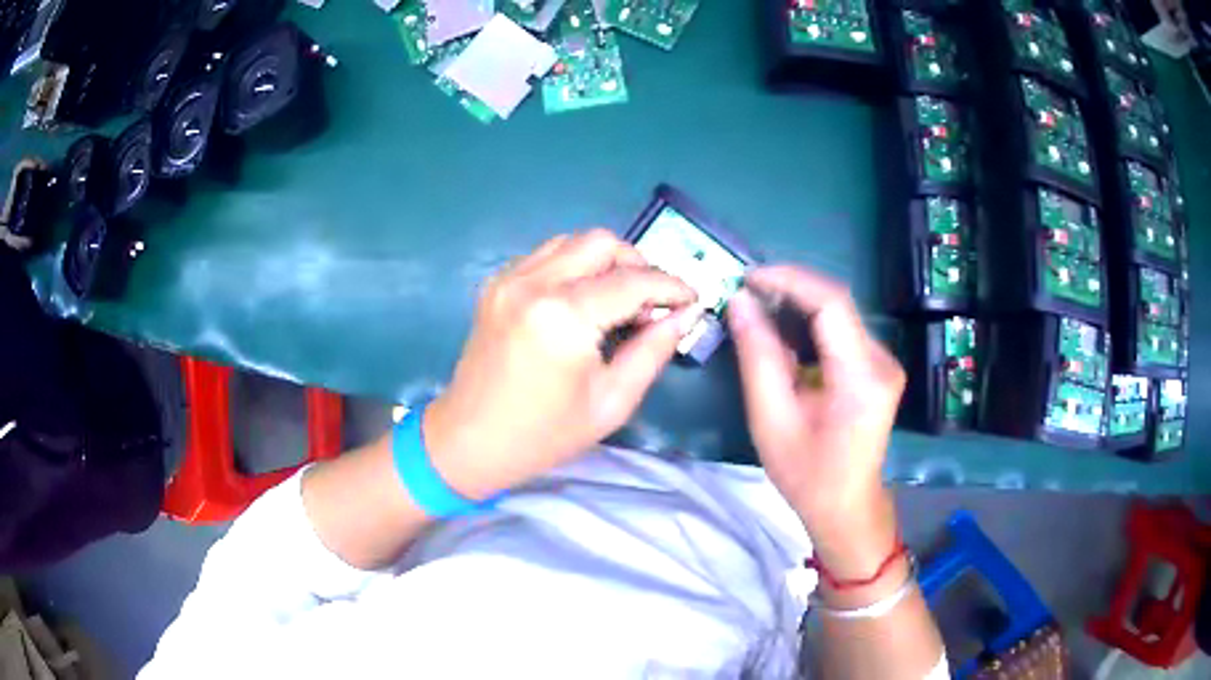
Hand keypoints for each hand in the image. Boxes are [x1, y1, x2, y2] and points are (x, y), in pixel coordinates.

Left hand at [424, 230, 699, 499]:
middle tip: (652, 301)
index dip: (671, 287)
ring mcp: (509, 278)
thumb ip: (653, 351)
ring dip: (605, 261)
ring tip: (619, 299)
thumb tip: (685, 315)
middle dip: (638, 265)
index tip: (692, 299)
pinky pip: (546, 255)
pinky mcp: (496, 283)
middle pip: (602, 243)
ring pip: (573, 241)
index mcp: (563, 317)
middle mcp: (533, 283)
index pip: (632, 281)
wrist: (469, 440)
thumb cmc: (544, 435)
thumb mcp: (612, 402)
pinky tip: (582, 299)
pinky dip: (575, 266)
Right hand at [726, 266, 903, 573]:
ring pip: (839, 314)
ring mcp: (884, 362)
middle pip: (837, 304)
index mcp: (862, 376)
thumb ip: (758, 357)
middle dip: (791, 289)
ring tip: (758, 308)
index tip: (749, 278)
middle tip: (747, 293)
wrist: (847, 506)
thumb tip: (740, 303)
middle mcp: (882, 360)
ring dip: (799, 305)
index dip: (790, 280)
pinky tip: (784, 333)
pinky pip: (842, 331)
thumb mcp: (772, 420)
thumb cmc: (807, 474)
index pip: (832, 304)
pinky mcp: (878, 367)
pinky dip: (810, 324)